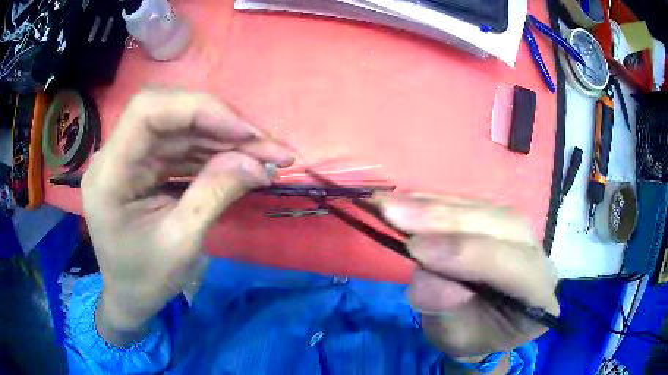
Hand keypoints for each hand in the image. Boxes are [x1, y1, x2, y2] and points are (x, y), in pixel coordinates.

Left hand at [82, 89, 293, 344]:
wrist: (127, 297)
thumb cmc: (145, 281)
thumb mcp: (181, 244)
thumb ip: (214, 195)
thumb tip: (258, 163)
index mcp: (110, 175)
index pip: (148, 111)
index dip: (200, 110)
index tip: (247, 133)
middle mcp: (115, 155)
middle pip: (170, 114)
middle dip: (223, 126)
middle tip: (270, 147)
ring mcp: (130, 158)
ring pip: (181, 129)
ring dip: (225, 140)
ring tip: (266, 156)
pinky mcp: (144, 165)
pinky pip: (181, 147)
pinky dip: (213, 153)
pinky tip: (241, 162)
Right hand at [376, 194, 558, 358]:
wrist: (486, 324)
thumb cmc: (475, 335)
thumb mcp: (458, 338)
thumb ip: (447, 311)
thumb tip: (424, 280)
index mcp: (538, 293)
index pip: (510, 266)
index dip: (464, 254)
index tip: (414, 249)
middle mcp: (537, 253)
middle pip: (500, 225)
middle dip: (444, 219)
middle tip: (394, 212)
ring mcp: (520, 231)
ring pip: (483, 207)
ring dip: (434, 205)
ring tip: (392, 204)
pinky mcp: (498, 219)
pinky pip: (469, 203)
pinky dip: (435, 201)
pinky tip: (408, 199)